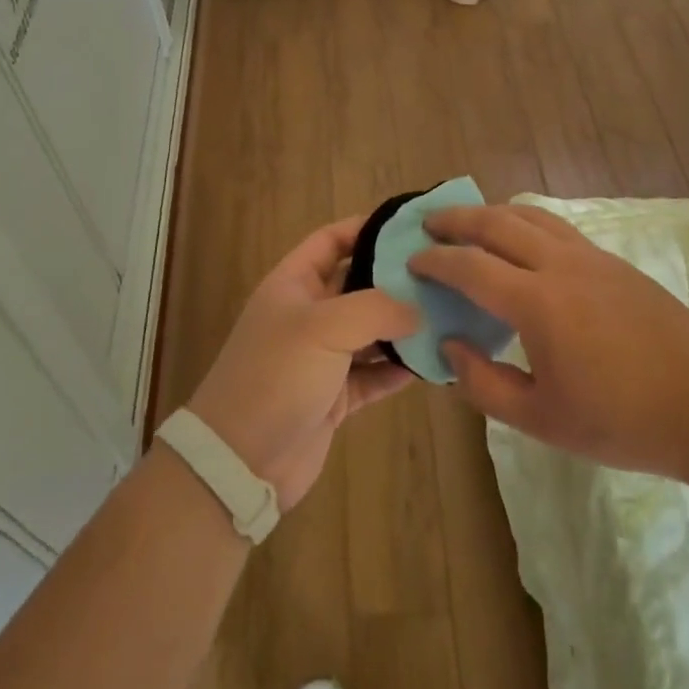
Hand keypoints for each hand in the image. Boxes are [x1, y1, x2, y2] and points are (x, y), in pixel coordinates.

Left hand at [185, 216, 420, 510]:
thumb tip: (417, 310)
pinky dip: (398, 369)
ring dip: (402, 327)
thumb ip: (375, 308)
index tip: (410, 227)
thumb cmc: (277, 375)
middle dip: (394, 280)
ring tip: (447, 316)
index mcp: (294, 284)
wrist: (241, 461)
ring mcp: (321, 358)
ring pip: (370, 332)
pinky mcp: (334, 397)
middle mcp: (308, 315)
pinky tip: (431, 363)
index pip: (331, 240)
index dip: (366, 228)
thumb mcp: (323, 327)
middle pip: (357, 285)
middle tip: (442, 274)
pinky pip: (373, 375)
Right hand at [410, 205, 688, 483]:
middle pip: (496, 223)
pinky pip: (556, 226)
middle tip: (428, 223)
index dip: (436, 260)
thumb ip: (484, 384)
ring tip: (469, 221)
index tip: (412, 260)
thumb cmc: (622, 421)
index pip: (470, 266)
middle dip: (456, 219)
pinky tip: (522, 240)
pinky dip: (525, 221)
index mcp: (537, 303)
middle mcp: (559, 265)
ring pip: (529, 215)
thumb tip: (451, 346)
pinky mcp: (613, 261)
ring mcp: (591, 257)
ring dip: (492, 212)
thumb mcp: (542, 421)